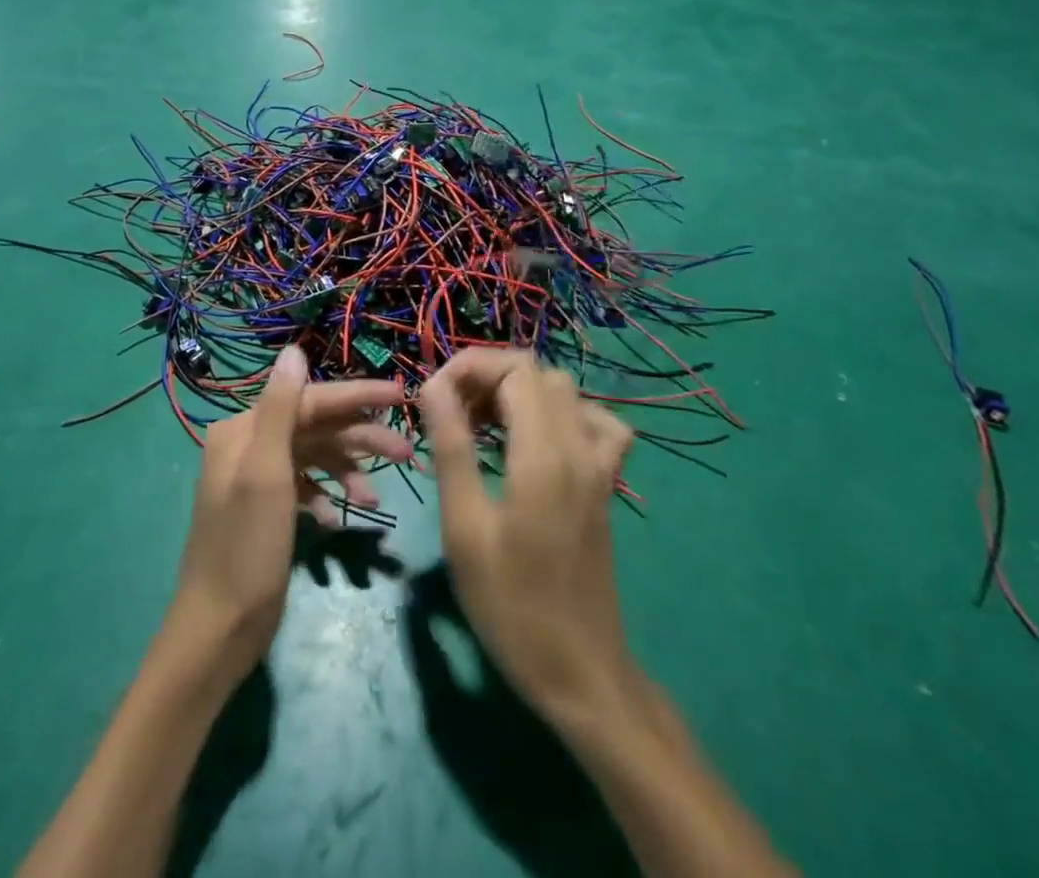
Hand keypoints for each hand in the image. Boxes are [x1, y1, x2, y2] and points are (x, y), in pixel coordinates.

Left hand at [169, 345, 410, 685]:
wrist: (218, 630)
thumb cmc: (246, 547)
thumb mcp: (265, 473)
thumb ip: (280, 408)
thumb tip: (294, 349)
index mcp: (244, 429)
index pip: (309, 399)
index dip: (356, 396)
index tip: (401, 397)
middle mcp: (248, 444)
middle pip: (315, 427)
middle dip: (360, 438)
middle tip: (406, 452)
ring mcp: (257, 477)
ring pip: (314, 457)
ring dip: (347, 472)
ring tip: (376, 499)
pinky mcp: (267, 507)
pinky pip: (306, 487)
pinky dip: (327, 497)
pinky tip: (342, 520)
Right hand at [421, 348, 637, 724]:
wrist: (580, 671)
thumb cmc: (511, 604)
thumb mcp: (465, 527)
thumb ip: (452, 447)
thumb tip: (433, 386)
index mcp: (544, 454)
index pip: (514, 368)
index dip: (470, 367)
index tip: (434, 396)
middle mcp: (579, 446)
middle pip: (537, 371)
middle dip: (488, 376)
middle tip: (451, 413)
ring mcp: (599, 465)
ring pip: (564, 391)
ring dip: (519, 391)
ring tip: (482, 424)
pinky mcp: (605, 484)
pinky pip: (595, 423)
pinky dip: (562, 414)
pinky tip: (536, 439)